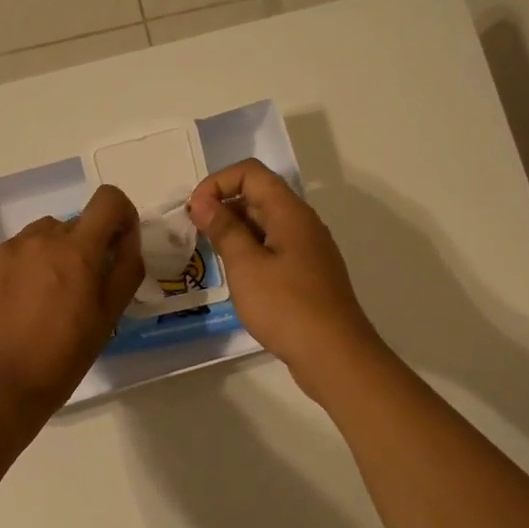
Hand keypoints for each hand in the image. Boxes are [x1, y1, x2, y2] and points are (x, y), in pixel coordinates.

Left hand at [0, 184, 144, 419]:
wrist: (2, 383)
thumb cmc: (64, 355)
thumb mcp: (109, 316)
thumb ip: (125, 268)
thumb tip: (127, 239)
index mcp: (77, 250)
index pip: (108, 200)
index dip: (120, 215)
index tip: (118, 244)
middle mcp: (41, 238)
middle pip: (75, 224)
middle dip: (85, 247)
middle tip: (80, 289)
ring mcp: (8, 248)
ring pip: (42, 236)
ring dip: (53, 254)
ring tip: (47, 297)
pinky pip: (14, 252)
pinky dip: (24, 267)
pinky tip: (20, 303)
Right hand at [188, 159, 384, 400]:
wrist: (333, 354)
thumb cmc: (286, 307)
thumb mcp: (246, 266)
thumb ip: (224, 230)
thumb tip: (203, 202)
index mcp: (290, 213)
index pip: (251, 173)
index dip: (218, 183)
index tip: (195, 212)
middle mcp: (302, 224)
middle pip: (259, 196)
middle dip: (223, 206)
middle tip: (195, 234)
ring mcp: (307, 250)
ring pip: (265, 224)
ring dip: (234, 231)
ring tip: (210, 255)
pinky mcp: (307, 274)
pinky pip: (273, 248)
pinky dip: (249, 252)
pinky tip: (236, 277)